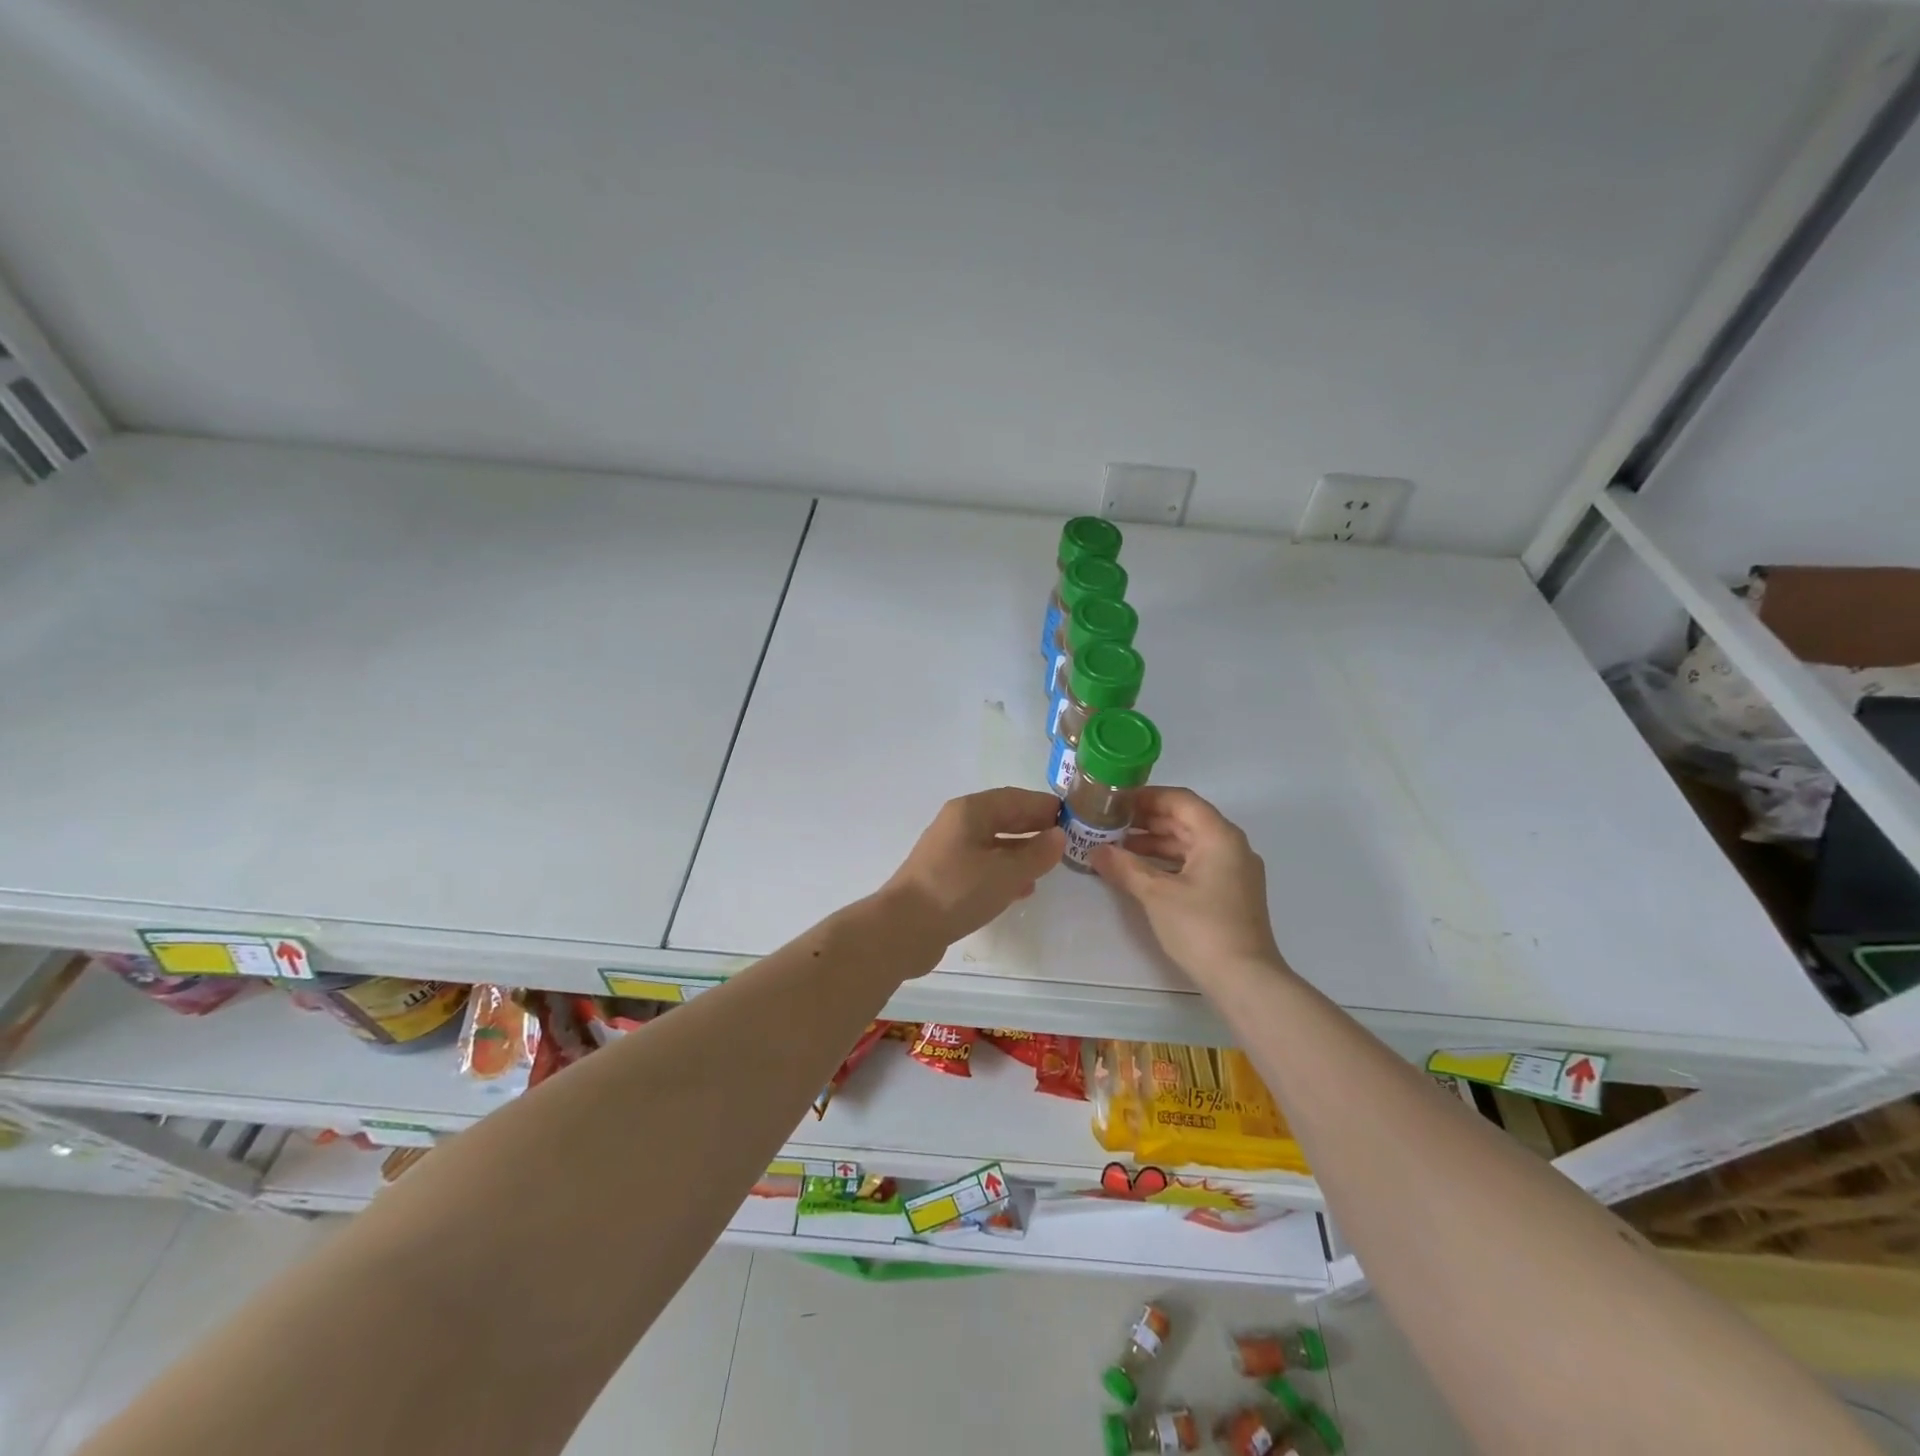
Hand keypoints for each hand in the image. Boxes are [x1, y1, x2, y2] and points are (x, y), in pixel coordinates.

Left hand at [879, 788, 1066, 954]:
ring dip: (1021, 850)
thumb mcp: (1006, 872)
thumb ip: (1037, 854)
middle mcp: (958, 824)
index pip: (1015, 798)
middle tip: (1066, 840)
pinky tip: (1022, 888)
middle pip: (1003, 818)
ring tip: (1049, 863)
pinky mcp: (946, 877)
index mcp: (970, 811)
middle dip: (1034, 827)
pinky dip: (1004, 871)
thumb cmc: (958, 890)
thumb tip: (1058, 836)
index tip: (1073, 817)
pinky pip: (983, 865)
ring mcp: (949, 851)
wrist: (904, 928)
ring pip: (993, 843)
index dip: (1044, 806)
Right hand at [1092, 786, 1285, 984]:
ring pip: (1189, 843)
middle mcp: (1231, 846)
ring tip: (1117, 847)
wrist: (1245, 980)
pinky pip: (1195, 863)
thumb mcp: (1156, 894)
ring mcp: (1234, 871)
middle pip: (1186, 820)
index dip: (1146, 796)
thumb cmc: (1201, 927)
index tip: (1115, 801)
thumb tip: (1095, 851)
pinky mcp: (1230, 893)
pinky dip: (1168, 862)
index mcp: (1219, 836)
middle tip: (1110, 823)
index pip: (1180, 800)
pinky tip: (1141, 872)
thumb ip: (1124, 867)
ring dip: (1155, 842)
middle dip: (1147, 820)